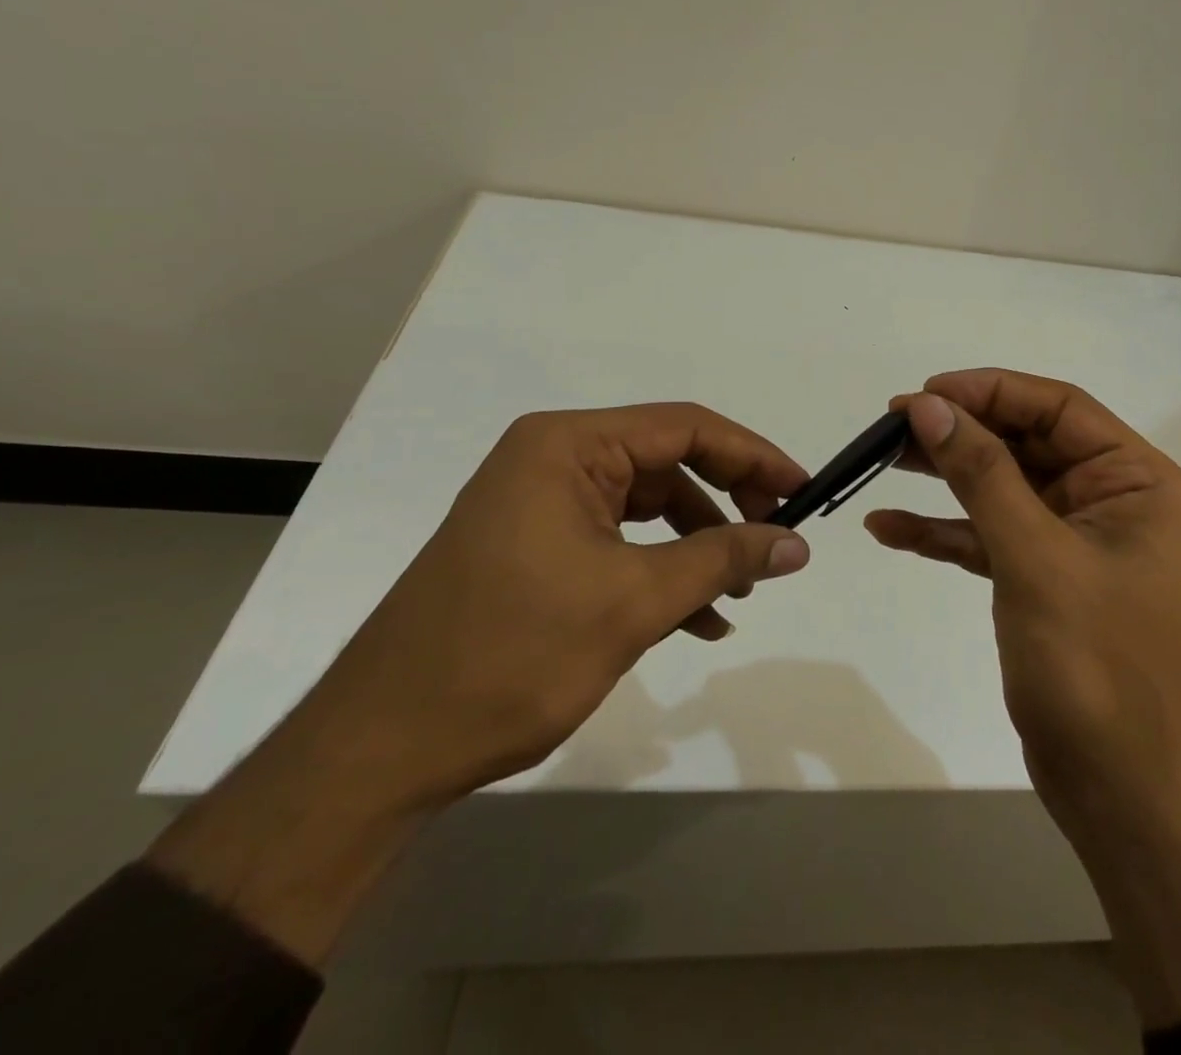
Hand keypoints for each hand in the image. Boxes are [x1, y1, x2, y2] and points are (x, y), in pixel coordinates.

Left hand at [151, 403, 810, 964]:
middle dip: (726, 503)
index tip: (801, 490)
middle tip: (775, 540)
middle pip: (667, 464)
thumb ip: (722, 560)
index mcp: (566, 446)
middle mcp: (551, 461)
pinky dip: (660, 574)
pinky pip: (618, 544)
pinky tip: (697, 620)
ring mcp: (539, 507)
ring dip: (697, 547)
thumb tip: (796, 542)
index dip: (752, 454)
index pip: (683, 427)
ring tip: (738, 594)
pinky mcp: (534, 550)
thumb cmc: (510, 655)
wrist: (379, 752)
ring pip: (647, 509)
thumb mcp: (633, 602)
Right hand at [866, 369, 1180, 1026]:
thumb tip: (929, 406)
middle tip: (891, 426)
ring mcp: (1076, 543)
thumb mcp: (1035, 557)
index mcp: (1137, 482)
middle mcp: (1112, 502)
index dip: (990, 391)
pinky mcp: (1044, 580)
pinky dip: (944, 531)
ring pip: (1003, 488)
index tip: (925, 393)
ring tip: (878, 461)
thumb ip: (982, 474)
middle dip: (960, 433)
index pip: (1059, 408)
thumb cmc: (1096, 667)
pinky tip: (888, 528)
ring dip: (945, 476)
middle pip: (1026, 443)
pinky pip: (990, 537)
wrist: (1123, 796)